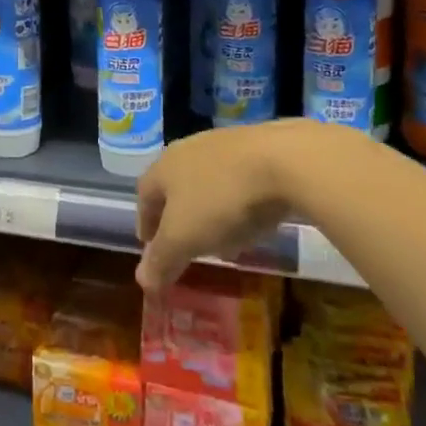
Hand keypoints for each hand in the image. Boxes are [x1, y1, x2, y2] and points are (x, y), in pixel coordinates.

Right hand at [133, 119, 332, 291]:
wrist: (283, 160)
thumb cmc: (221, 200)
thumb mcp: (184, 238)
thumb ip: (161, 260)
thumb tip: (142, 281)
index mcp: (164, 167)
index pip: (144, 196)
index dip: (146, 224)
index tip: (150, 247)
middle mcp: (188, 149)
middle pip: (175, 187)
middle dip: (178, 219)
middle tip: (185, 247)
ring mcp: (223, 145)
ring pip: (206, 183)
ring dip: (209, 212)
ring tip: (223, 241)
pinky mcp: (256, 146)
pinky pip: (236, 180)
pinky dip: (236, 203)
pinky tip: (252, 221)